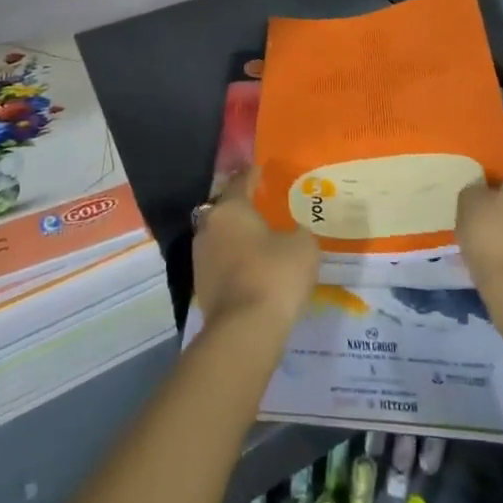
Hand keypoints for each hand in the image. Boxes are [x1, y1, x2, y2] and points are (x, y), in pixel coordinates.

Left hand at [191, 169, 319, 331]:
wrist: (245, 330)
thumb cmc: (275, 275)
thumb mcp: (303, 246)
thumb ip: (299, 232)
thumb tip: (294, 233)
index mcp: (230, 208)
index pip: (241, 181)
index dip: (254, 175)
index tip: (265, 172)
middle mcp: (208, 227)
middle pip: (227, 210)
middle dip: (243, 209)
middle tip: (265, 209)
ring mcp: (200, 258)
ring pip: (221, 238)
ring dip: (237, 238)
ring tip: (261, 241)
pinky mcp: (201, 287)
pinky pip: (221, 263)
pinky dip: (235, 262)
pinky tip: (254, 269)